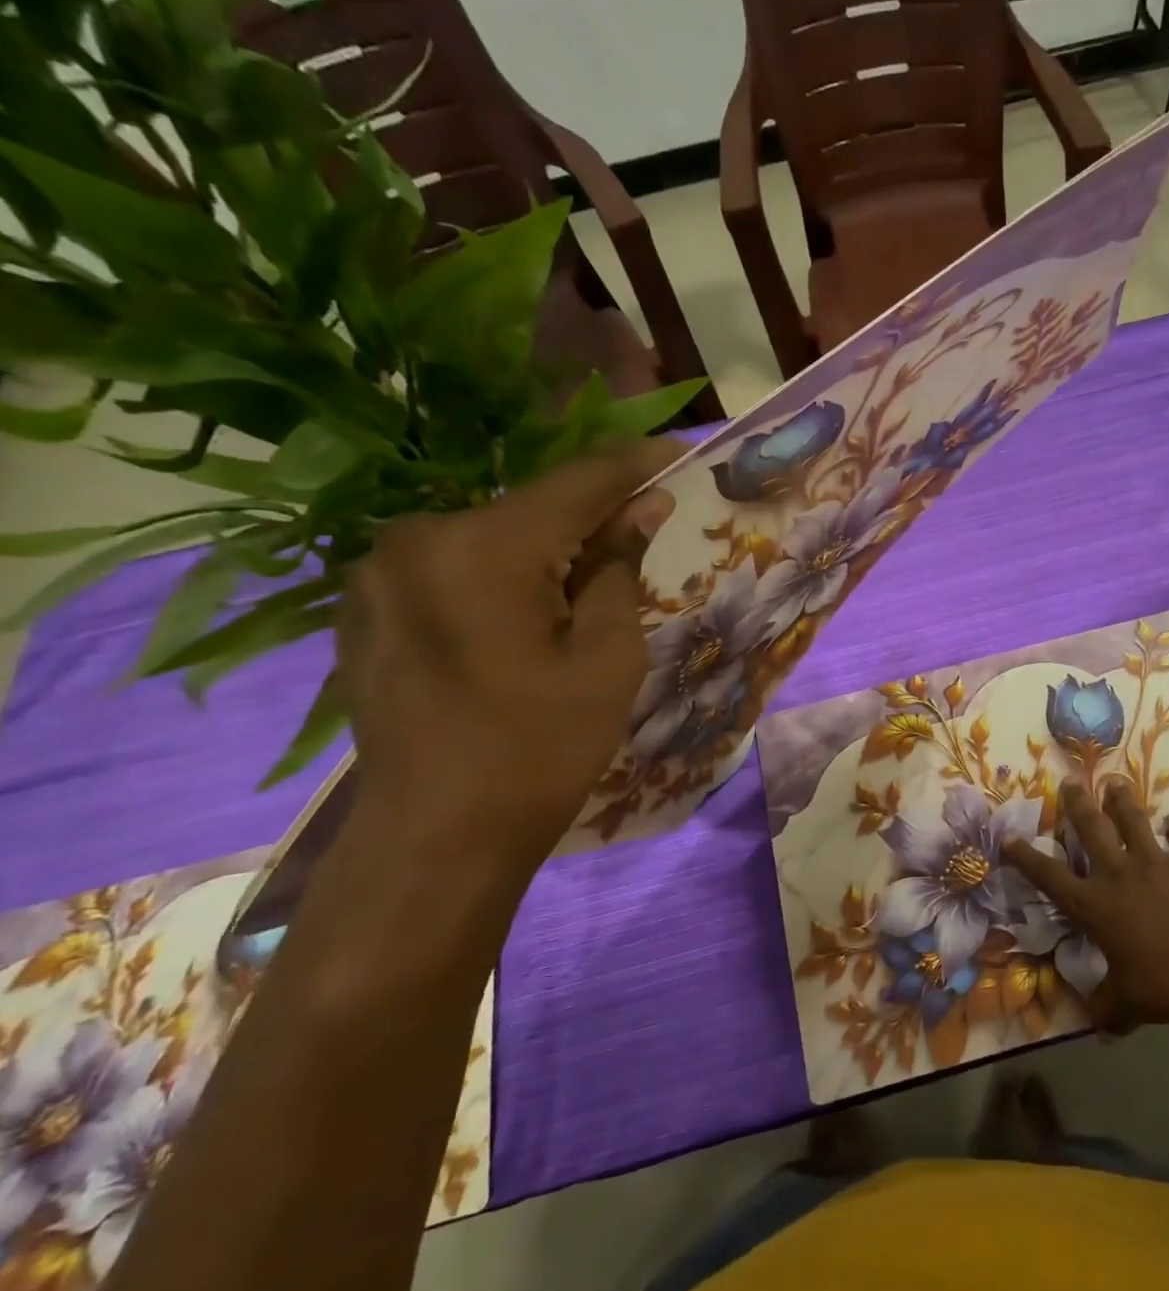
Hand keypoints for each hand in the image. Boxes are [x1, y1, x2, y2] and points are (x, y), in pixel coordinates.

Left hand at [335, 442, 682, 879]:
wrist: (436, 837)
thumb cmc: (541, 748)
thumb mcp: (607, 656)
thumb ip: (619, 567)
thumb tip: (642, 507)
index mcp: (485, 546)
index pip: (579, 481)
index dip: (636, 464)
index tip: (680, 453)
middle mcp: (419, 537)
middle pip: (531, 508)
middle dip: (592, 516)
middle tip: (645, 532)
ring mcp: (379, 571)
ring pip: (492, 537)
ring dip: (547, 548)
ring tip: (590, 583)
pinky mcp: (366, 605)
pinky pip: (454, 567)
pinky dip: (503, 573)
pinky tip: (530, 613)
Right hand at [1003, 782, 1168, 1031]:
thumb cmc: (1162, 986)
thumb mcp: (1127, 1004)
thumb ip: (1109, 1010)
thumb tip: (1100, 1031)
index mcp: (1094, 905)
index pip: (1048, 876)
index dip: (1025, 857)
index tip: (1008, 837)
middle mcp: (1118, 874)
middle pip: (1091, 828)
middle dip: (1077, 802)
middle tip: (1071, 781)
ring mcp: (1154, 862)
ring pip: (1133, 820)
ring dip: (1122, 800)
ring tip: (1115, 782)